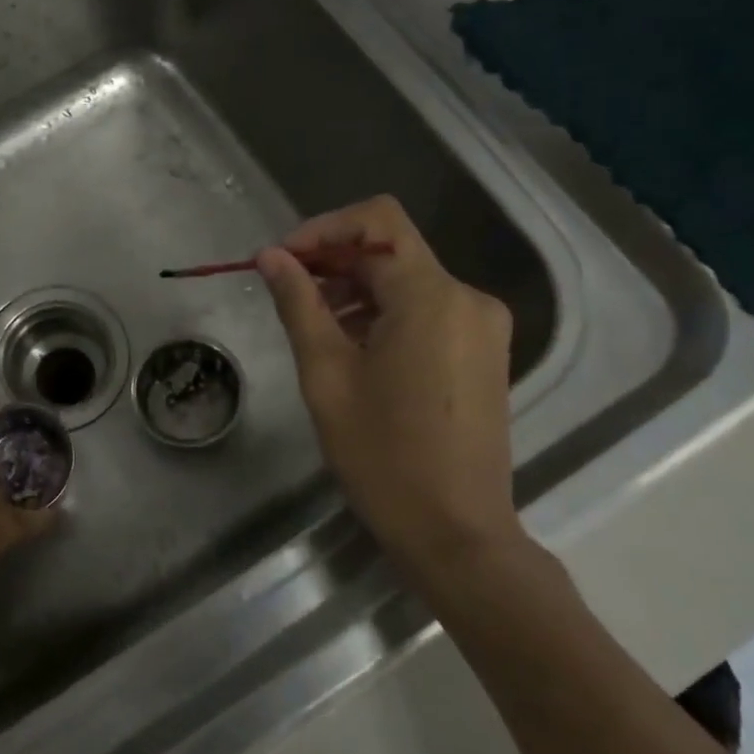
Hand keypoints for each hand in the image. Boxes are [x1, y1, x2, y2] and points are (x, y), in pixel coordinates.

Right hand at [258, 196, 522, 566]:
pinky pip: (427, 311)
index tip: (281, 262)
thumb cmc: (382, 456)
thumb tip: (270, 257)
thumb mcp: (326, 375)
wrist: (455, 531)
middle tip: (285, 292)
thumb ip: (299, 304)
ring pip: (408, 281)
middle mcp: (467, 297)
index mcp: (432, 296)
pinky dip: (385, 314)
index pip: (376, 222)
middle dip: (334, 261)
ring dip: (357, 290)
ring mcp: (482, 326)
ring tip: (313, 326)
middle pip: (392, 250)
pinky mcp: (483, 352)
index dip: (322, 229)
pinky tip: (353, 348)